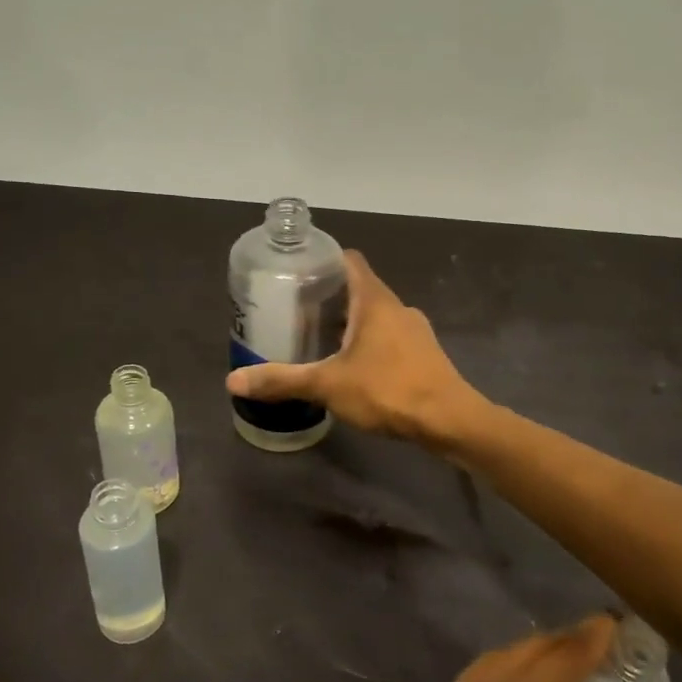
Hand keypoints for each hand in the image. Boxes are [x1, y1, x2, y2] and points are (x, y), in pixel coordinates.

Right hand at [225, 251, 484, 446]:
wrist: (449, 421)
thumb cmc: (388, 390)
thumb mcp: (328, 385)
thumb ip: (282, 380)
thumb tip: (232, 382)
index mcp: (375, 300)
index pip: (349, 260)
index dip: (324, 260)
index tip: (297, 272)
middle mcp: (397, 307)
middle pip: (360, 289)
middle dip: (329, 298)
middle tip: (296, 312)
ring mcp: (415, 331)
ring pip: (376, 317)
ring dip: (349, 323)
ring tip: (319, 340)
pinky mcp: (424, 355)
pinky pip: (389, 338)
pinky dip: (368, 344)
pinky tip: (352, 367)